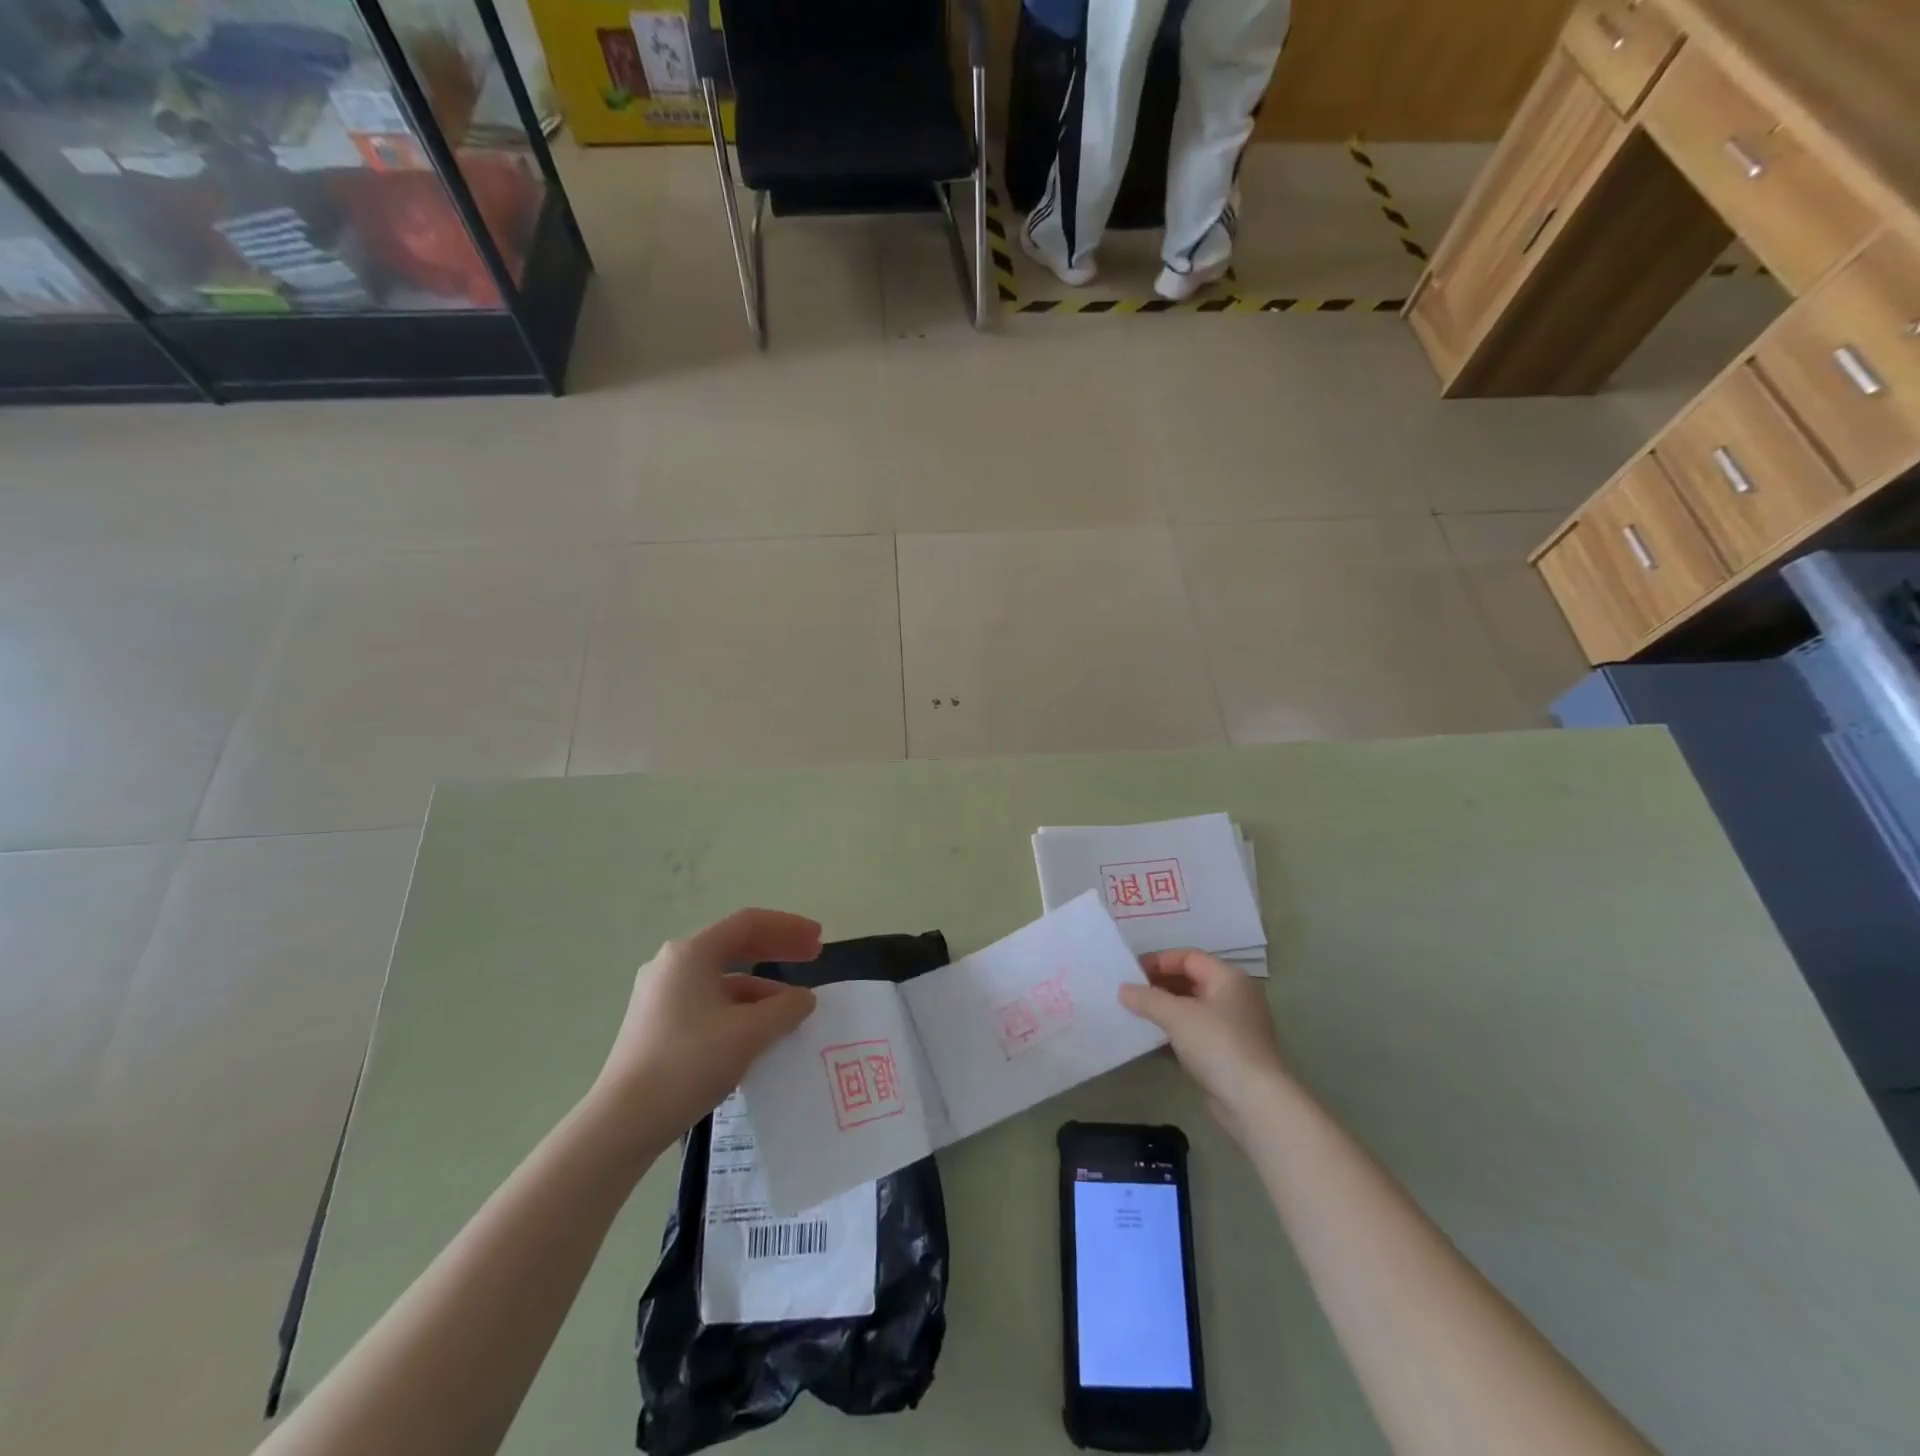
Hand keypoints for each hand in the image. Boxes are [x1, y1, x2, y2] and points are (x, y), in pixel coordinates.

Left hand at [595, 909, 821, 1136]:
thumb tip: (804, 999)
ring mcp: (661, 995)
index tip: (819, 940)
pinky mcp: (657, 1024)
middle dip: (777, 949)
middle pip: (735, 945)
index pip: (749, 923)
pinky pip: (709, 1003)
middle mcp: (672, 965)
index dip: (789, 927)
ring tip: (792, 1008)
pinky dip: (740, 1008)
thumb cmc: (688, 1063)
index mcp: (691, 953)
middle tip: (813, 957)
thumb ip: (786, 1008)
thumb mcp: (749, 1033)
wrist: (622, 1122)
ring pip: (722, 979)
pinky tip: (759, 1033)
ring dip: (762, 986)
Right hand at [1119, 949, 1293, 1138]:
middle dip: (1159, 985)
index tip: (1131, 972)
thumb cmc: (1218, 1045)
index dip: (1159, 961)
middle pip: (1190, 981)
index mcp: (1229, 978)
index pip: (1189, 957)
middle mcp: (1234, 998)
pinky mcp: (1227, 1054)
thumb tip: (1123, 989)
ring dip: (1164, 1010)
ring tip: (1134, 1013)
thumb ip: (1147, 998)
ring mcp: (1232, 1028)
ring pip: (1191, 1009)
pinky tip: (1150, 1040)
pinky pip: (1194, 1034)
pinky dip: (1173, 1033)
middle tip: (1129, 992)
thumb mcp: (1177, 1015)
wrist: (1254, 1102)